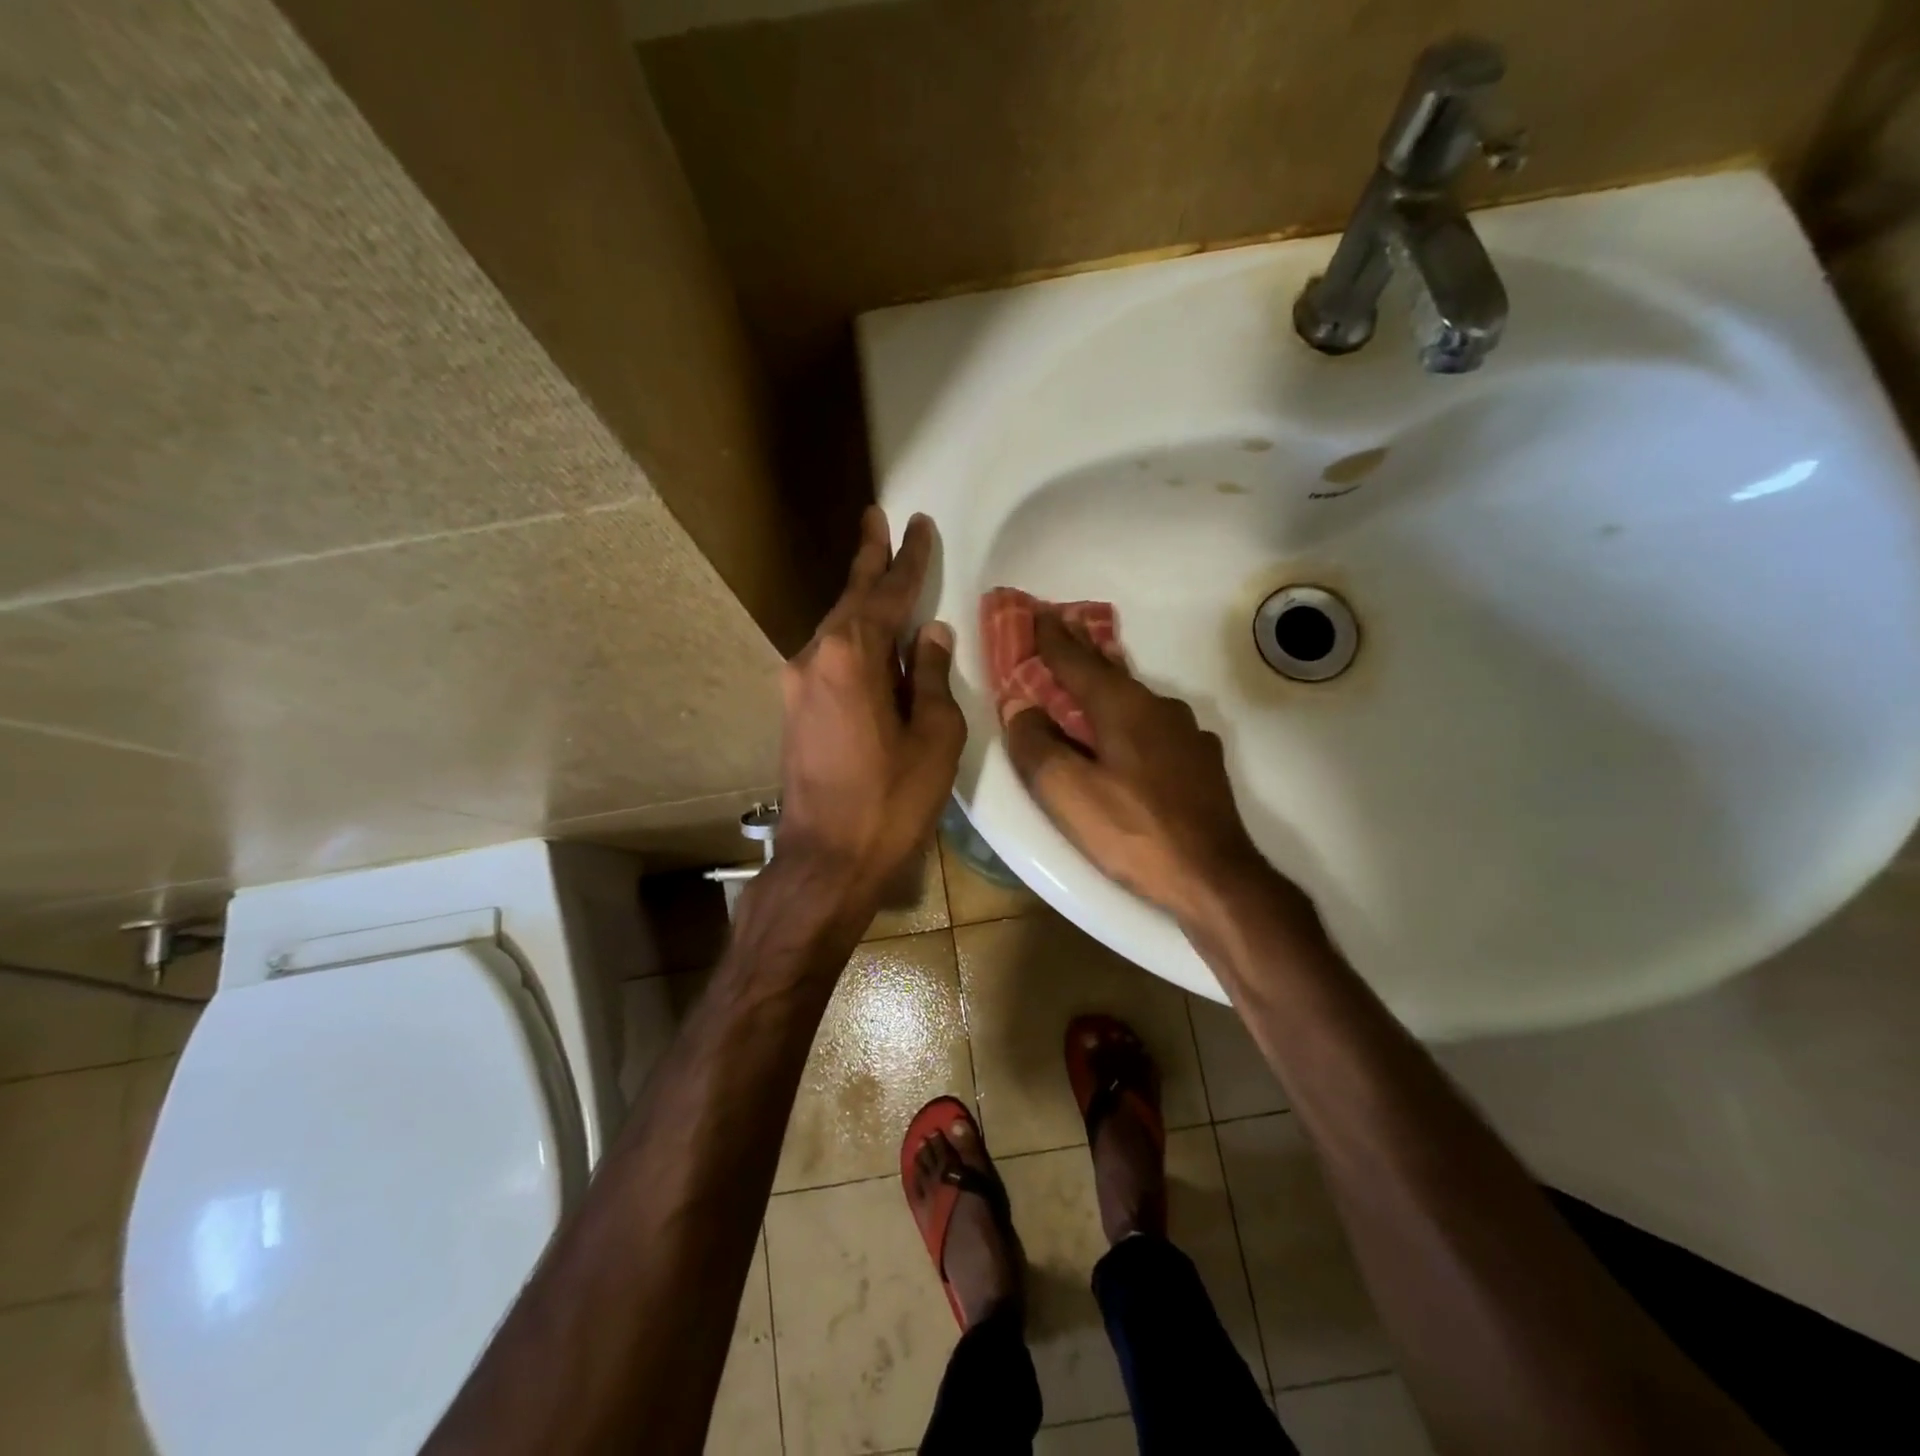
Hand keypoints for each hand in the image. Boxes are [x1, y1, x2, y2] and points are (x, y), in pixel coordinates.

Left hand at [776, 508, 964, 914]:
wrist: (825, 861)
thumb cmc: (890, 802)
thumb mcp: (933, 737)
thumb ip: (930, 676)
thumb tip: (931, 634)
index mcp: (851, 657)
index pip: (887, 594)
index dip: (907, 559)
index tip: (917, 523)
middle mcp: (814, 658)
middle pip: (850, 600)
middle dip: (869, 561)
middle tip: (878, 519)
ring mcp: (798, 684)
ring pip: (836, 628)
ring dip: (860, 600)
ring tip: (879, 570)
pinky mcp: (795, 710)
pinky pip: (829, 658)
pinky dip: (853, 638)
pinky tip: (869, 639)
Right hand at [1004, 613, 1267, 925]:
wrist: (1215, 877)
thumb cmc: (1133, 832)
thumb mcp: (1068, 793)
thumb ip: (1036, 745)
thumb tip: (1020, 708)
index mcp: (1122, 707)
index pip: (1076, 661)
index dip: (1051, 638)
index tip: (1036, 612)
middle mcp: (1157, 708)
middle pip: (1109, 672)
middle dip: (1080, 651)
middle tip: (1059, 628)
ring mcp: (1186, 733)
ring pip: (1135, 698)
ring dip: (1106, 685)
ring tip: (1087, 682)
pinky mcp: (1200, 761)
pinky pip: (1154, 725)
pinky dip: (1130, 718)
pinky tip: (1129, 735)